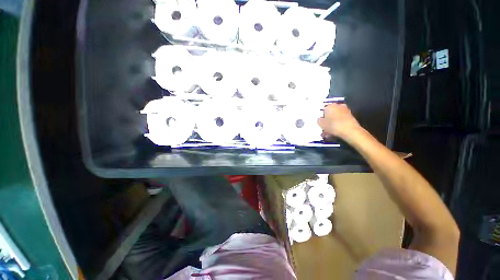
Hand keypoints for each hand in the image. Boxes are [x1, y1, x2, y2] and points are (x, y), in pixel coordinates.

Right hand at [317, 103, 362, 139]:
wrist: (350, 131)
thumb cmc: (333, 126)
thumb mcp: (321, 124)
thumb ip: (319, 120)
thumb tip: (320, 119)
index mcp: (330, 106)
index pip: (323, 110)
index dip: (321, 117)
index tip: (321, 123)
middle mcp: (338, 106)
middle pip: (330, 112)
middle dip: (328, 119)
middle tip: (325, 126)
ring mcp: (346, 110)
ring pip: (336, 116)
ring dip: (333, 122)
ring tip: (330, 130)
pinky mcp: (351, 116)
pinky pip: (341, 120)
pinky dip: (339, 124)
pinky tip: (336, 130)